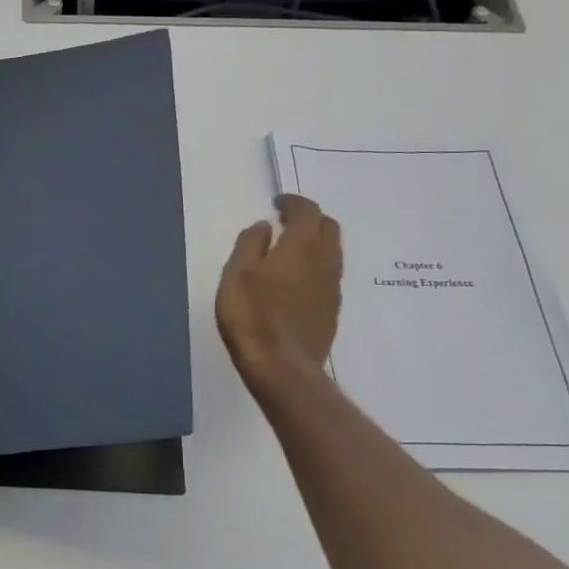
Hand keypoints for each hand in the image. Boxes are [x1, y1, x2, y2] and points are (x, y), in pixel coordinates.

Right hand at [216, 194, 343, 395]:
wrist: (281, 365)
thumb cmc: (251, 315)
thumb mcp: (236, 274)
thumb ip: (250, 244)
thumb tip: (265, 227)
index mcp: (302, 246)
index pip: (307, 211)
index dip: (293, 202)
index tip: (277, 203)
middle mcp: (325, 261)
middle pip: (328, 228)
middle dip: (309, 219)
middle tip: (286, 223)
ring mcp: (333, 287)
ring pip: (331, 252)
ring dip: (314, 243)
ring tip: (289, 251)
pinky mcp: (332, 309)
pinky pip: (328, 275)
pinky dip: (314, 266)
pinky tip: (294, 280)